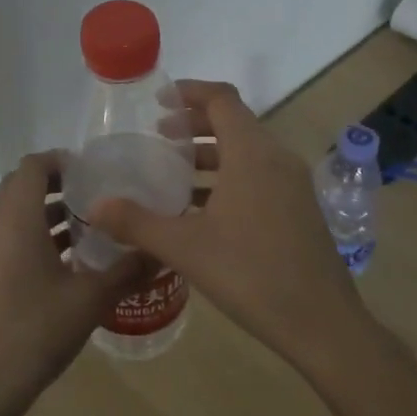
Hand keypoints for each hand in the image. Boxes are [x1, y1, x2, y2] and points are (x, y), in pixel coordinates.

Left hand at [0, 152, 148, 415]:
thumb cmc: (35, 331)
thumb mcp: (90, 300)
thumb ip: (127, 270)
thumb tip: (161, 251)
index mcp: (15, 218)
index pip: (34, 165)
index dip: (63, 161)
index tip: (96, 173)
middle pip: (21, 185)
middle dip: (58, 185)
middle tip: (97, 198)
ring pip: (13, 212)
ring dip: (46, 212)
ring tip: (88, 228)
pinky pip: (7, 237)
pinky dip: (33, 235)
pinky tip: (66, 263)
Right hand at [89, 80, 367, 372]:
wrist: (322, 324)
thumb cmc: (251, 274)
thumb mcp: (185, 248)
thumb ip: (136, 223)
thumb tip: (95, 208)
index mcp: (252, 154)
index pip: (221, 99)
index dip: (189, 91)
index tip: (158, 101)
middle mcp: (277, 159)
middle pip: (234, 122)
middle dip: (194, 123)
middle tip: (159, 136)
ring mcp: (292, 185)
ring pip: (246, 152)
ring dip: (210, 154)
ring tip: (173, 173)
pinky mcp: (298, 210)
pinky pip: (258, 176)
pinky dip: (228, 177)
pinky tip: (201, 210)